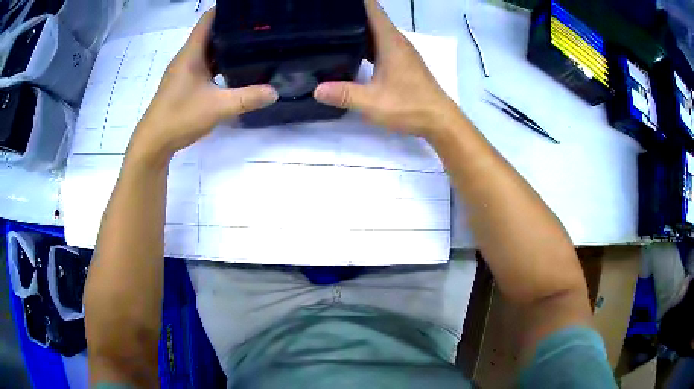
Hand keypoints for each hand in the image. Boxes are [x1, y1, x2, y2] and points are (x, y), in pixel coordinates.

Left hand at [130, 8, 277, 161]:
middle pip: (211, 32)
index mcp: (192, 52)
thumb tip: (275, 92)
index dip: (227, 9)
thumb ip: (247, 98)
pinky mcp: (185, 83)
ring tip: (253, 42)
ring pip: (209, 50)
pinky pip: (206, 64)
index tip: (249, 8)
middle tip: (260, 26)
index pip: (209, 18)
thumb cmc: (180, 117)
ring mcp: (185, 70)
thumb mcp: (218, 107)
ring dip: (227, 45)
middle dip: (234, 26)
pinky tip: (236, 67)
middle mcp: (188, 56)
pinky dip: (220, 62)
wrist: (154, 142)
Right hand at [313, 0, 460, 139]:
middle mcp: (396, 41)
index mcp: (390, 41)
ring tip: (331, 30)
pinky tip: (351, 51)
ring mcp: (401, 52)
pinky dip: (365, 43)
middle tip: (323, 17)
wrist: (439, 120)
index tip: (333, 3)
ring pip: (376, 32)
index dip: (355, 2)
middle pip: (372, 18)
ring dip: (357, 29)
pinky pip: (380, 45)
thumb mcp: (373, 102)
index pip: (372, 9)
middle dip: (350, 15)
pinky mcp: (402, 62)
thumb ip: (344, 94)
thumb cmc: (410, 106)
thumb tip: (316, 90)